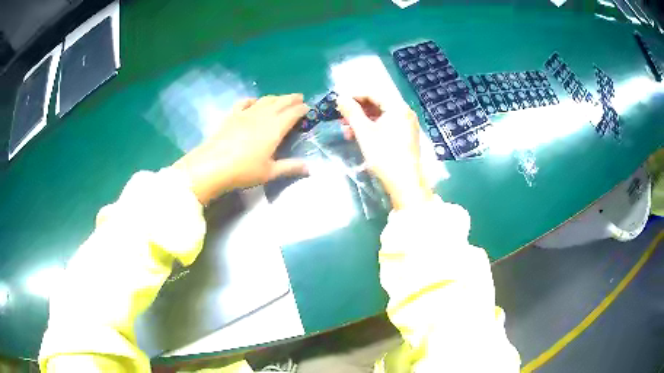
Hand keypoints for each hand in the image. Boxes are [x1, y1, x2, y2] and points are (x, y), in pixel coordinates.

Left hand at [174, 94, 309, 203]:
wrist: (213, 165)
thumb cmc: (244, 170)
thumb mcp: (269, 172)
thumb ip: (290, 167)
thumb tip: (310, 168)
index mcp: (275, 128)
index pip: (292, 113)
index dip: (302, 109)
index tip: (308, 108)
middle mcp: (263, 116)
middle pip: (281, 102)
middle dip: (292, 98)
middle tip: (300, 97)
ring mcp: (246, 113)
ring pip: (265, 100)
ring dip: (276, 97)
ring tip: (282, 98)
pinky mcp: (232, 115)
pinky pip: (245, 102)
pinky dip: (253, 100)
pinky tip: (254, 102)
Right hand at [336, 95, 432, 209]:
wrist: (405, 183)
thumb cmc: (384, 155)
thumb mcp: (364, 132)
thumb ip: (351, 112)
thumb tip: (340, 98)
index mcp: (398, 107)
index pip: (373, 93)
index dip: (354, 96)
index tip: (339, 103)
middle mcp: (405, 113)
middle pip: (378, 104)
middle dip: (358, 110)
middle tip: (341, 118)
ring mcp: (407, 125)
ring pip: (381, 116)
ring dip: (363, 121)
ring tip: (347, 131)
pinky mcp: (405, 137)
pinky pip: (387, 126)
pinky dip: (372, 129)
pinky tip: (359, 137)